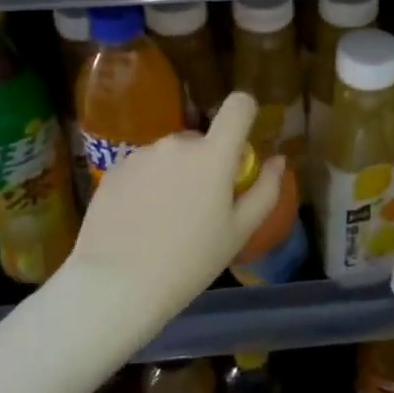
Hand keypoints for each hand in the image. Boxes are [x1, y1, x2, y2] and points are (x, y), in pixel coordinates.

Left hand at [65, 92, 285, 327]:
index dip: (245, 115)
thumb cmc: (188, 263)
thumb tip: (278, 160)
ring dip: (175, 174)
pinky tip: (139, 220)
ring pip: (170, 155)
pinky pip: (143, 167)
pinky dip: (147, 184)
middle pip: (202, 139)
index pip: (238, 106)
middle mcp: (176, 143)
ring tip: (165, 219)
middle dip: (206, 162)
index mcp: (212, 155)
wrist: (114, 286)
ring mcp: (141, 154)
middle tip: (200, 206)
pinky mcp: (114, 169)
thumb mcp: (238, 233)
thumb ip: (265, 190)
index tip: (241, 146)